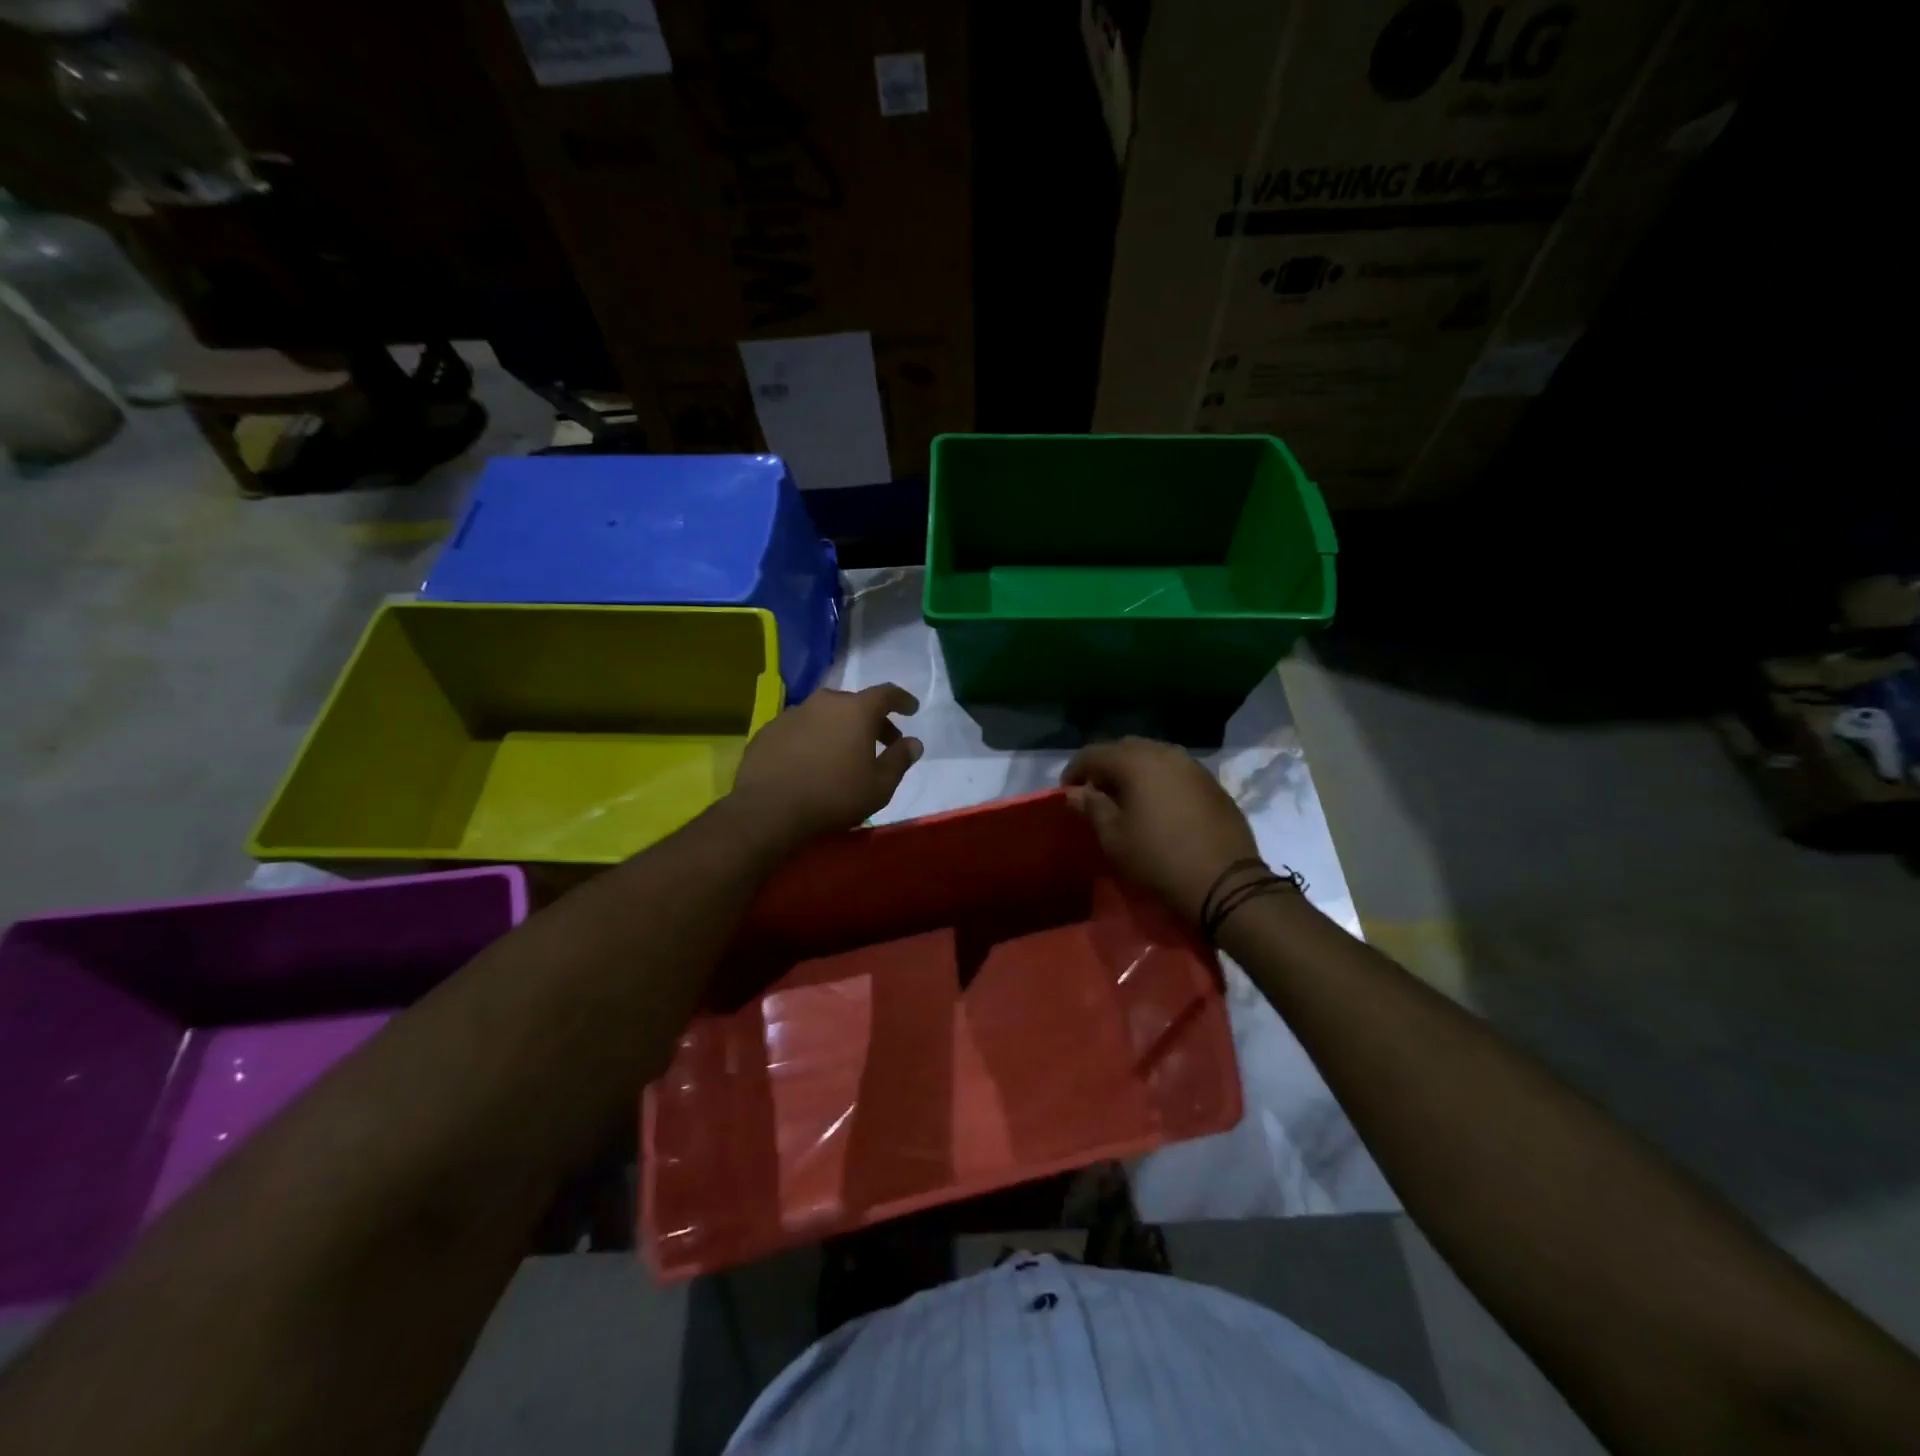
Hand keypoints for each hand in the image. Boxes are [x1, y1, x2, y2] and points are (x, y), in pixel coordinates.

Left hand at [730, 684, 923, 847]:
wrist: (768, 809)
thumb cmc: (834, 796)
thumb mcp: (879, 786)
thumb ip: (899, 760)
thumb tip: (913, 743)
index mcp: (856, 710)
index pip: (886, 694)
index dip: (902, 700)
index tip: (911, 710)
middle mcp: (824, 702)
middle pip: (855, 704)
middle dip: (872, 721)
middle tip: (881, 743)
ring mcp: (793, 713)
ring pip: (825, 715)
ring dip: (839, 729)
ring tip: (843, 755)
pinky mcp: (769, 730)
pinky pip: (800, 728)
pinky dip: (812, 739)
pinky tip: (810, 762)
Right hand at [1061, 737, 1260, 923]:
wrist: (1225, 883)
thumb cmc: (1158, 859)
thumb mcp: (1114, 838)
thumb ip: (1091, 807)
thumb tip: (1075, 792)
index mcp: (1136, 761)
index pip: (1093, 753)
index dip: (1074, 771)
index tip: (1066, 794)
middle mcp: (1165, 753)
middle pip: (1124, 749)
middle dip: (1104, 767)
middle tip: (1094, 795)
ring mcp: (1193, 766)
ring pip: (1152, 757)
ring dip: (1132, 772)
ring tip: (1124, 800)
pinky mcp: (1211, 783)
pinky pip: (1174, 771)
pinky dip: (1157, 781)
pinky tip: (1155, 806)